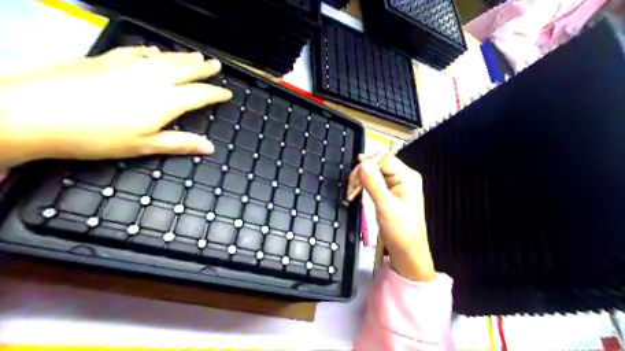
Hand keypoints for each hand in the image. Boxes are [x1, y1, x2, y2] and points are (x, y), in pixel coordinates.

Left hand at [0, 46, 231, 168]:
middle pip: (186, 69)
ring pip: (165, 58)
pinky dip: (151, 51)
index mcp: (165, 101)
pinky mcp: (107, 59)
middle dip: (204, 68)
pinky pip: (138, 51)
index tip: (227, 93)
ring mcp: (129, 65)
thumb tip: (210, 147)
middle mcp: (153, 78)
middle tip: (216, 64)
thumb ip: (179, 143)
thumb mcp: (144, 146)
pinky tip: (155, 50)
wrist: (35, 112)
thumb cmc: (97, 136)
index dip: (216, 93)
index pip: (200, 94)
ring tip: (196, 55)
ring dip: (183, 57)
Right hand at [350, 152, 435, 281]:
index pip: (384, 159)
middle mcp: (403, 177)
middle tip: (351, 188)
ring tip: (352, 191)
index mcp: (407, 177)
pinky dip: (364, 185)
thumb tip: (362, 163)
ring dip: (361, 179)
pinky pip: (374, 181)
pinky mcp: (390, 192)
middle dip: (362, 173)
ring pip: (374, 172)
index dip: (367, 164)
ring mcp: (397, 184)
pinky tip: (357, 191)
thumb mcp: (386, 207)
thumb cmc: (400, 231)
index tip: (353, 179)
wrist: (407, 252)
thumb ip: (374, 184)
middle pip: (378, 164)